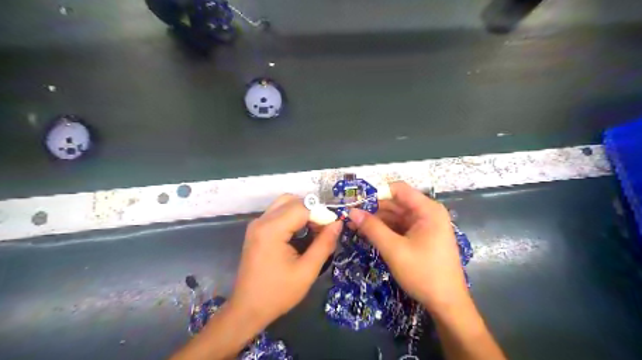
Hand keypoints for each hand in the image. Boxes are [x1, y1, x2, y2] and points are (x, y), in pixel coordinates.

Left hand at [229, 196, 343, 327]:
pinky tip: (301, 233)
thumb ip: (324, 244)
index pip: (302, 207)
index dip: (321, 213)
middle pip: (292, 200)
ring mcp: (257, 224)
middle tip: (324, 228)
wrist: (248, 309)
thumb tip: (338, 223)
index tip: (333, 227)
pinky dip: (293, 216)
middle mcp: (262, 221)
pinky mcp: (257, 230)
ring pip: (284, 204)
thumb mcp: (307, 271)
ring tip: (314, 230)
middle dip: (312, 210)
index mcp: (271, 229)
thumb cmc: (278, 293)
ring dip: (302, 211)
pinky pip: (278, 213)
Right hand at [349, 182, 470, 312]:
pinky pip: (399, 226)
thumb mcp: (394, 250)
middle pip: (396, 202)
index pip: (398, 189)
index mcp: (427, 210)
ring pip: (396, 215)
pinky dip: (384, 229)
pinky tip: (368, 233)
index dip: (376, 192)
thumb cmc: (423, 273)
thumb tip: (351, 212)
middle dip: (373, 208)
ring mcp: (425, 225)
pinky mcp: (421, 236)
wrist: (447, 304)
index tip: (355, 201)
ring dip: (376, 219)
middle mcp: (427, 213)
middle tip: (350, 215)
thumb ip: (372, 228)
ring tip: (354, 224)